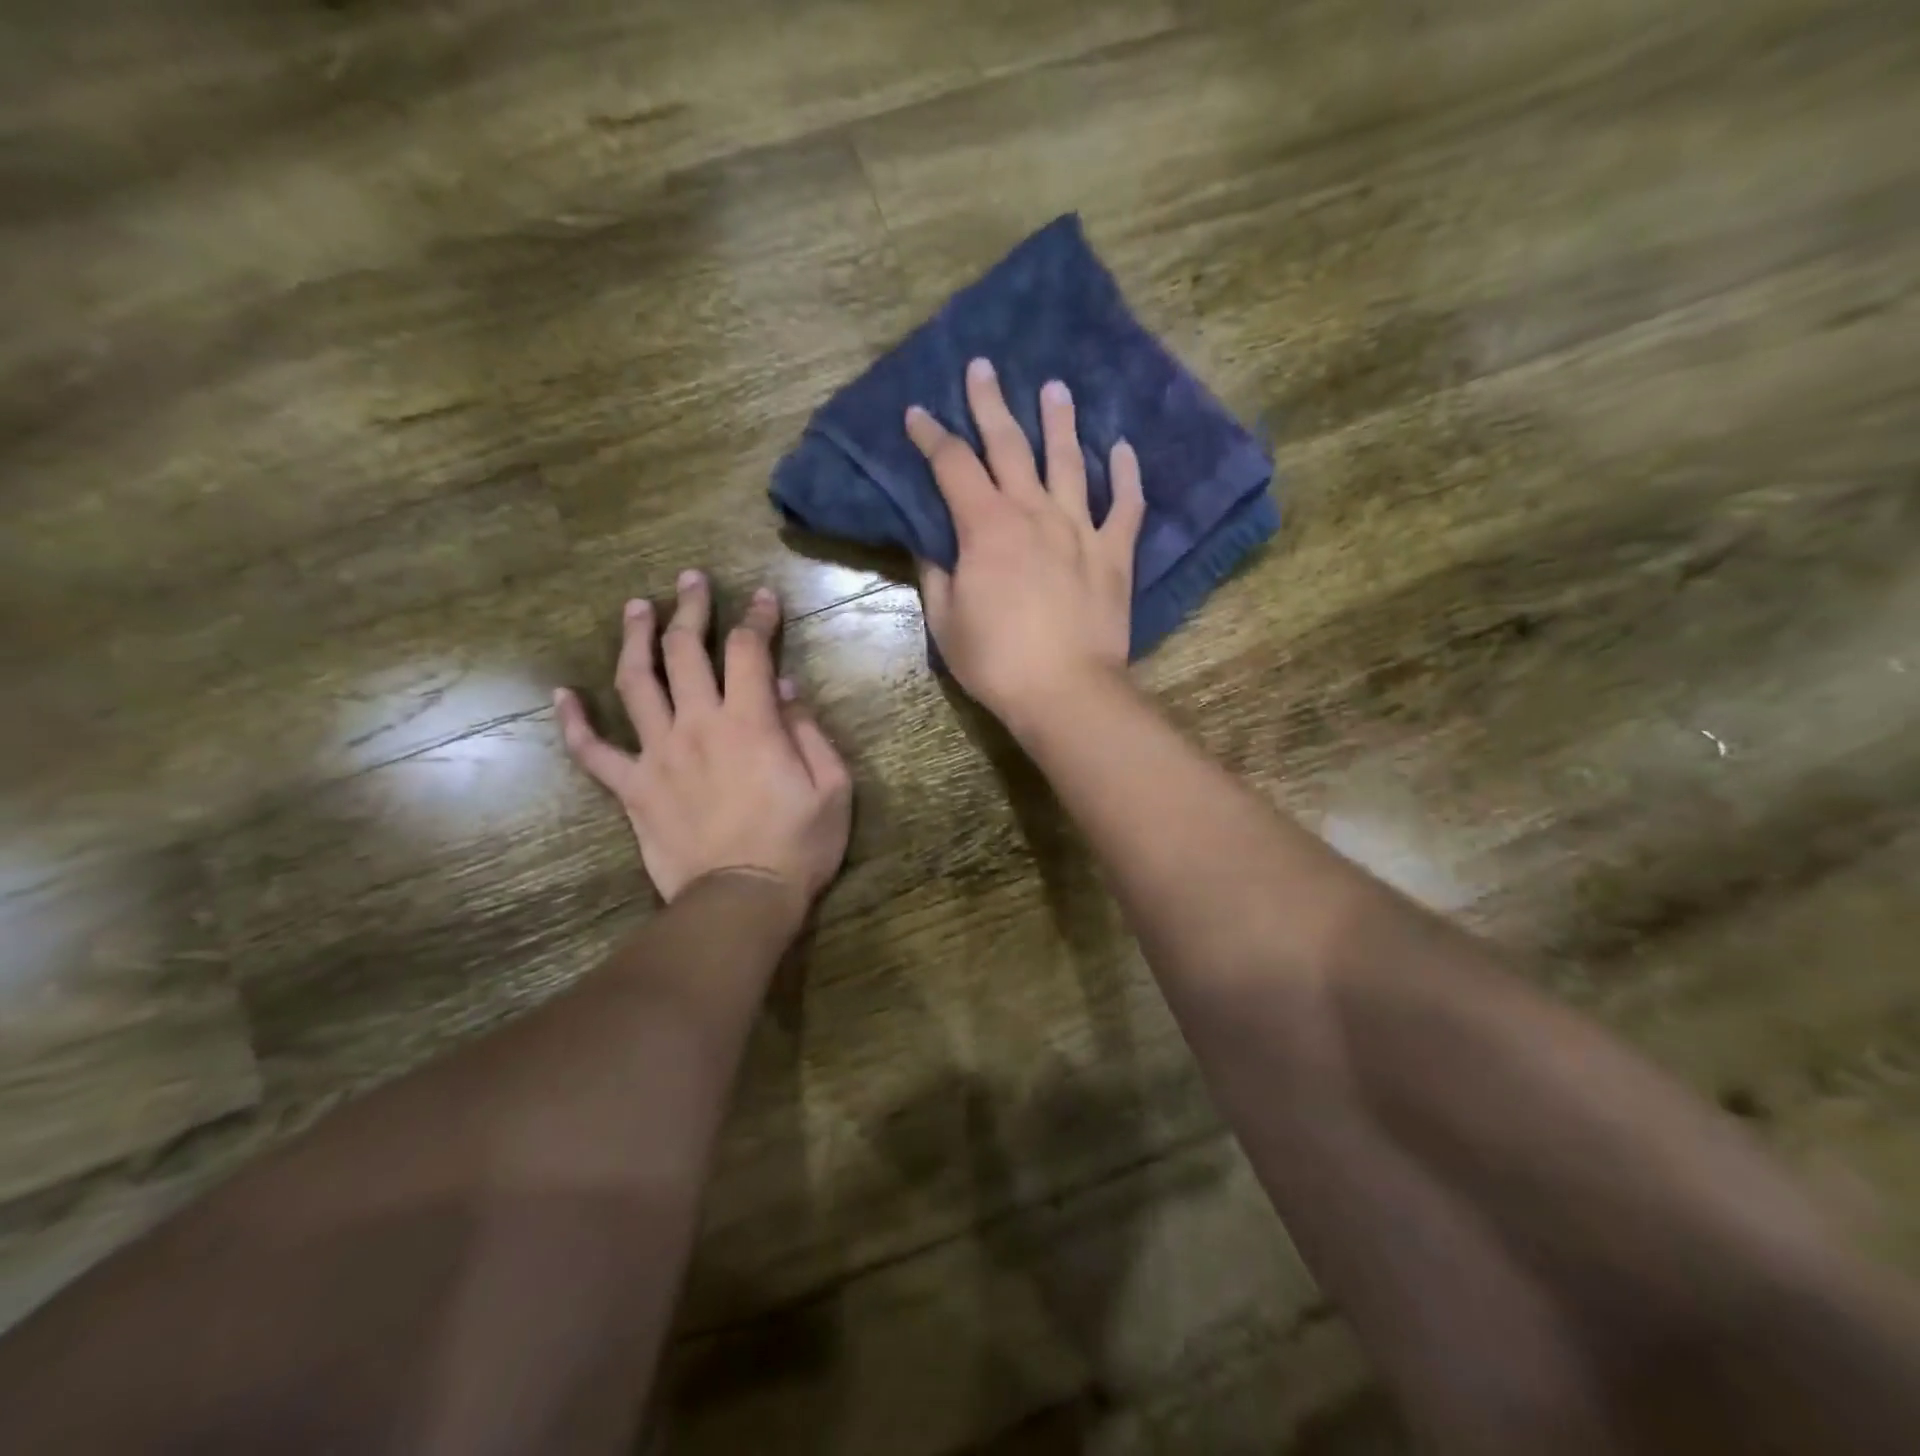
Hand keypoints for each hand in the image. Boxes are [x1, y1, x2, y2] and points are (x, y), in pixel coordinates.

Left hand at [555, 571, 852, 924]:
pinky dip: (574, 723)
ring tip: (636, 608)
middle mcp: (697, 724)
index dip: (758, 617)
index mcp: (750, 722)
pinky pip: (594, 753)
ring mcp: (658, 754)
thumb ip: (810, 732)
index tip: (763, 597)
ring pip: (636, 683)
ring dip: (635, 639)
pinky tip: (562, 696)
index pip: (749, 650)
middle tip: (692, 580)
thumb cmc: (798, 846)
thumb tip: (786, 689)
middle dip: (691, 608)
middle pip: (686, 650)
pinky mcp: (633, 789)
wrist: (741, 901)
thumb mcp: (832, 788)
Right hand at [907, 358, 1144, 726]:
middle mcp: (1034, 513)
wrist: (1066, 691)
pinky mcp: (1115, 554)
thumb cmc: (996, 661)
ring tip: (1056, 388)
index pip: (952, 466)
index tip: (917, 413)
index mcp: (986, 528)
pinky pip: (1126, 506)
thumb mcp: (946, 621)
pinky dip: (1127, 475)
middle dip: (991, 404)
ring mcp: (1080, 530)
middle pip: (1010, 446)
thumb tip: (929, 541)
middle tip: (985, 368)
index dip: (931, 436)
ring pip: (1069, 462)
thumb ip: (936, 573)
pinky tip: (1123, 449)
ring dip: (1060, 423)